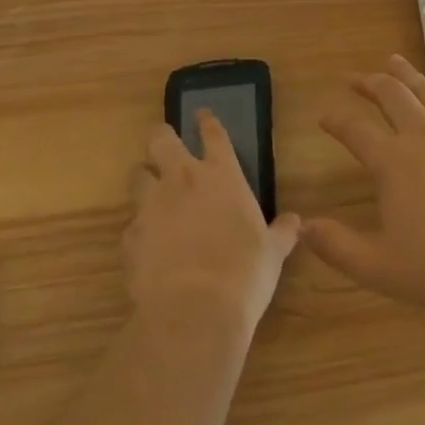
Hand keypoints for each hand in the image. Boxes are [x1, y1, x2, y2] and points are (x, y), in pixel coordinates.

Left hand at [126, 113, 300, 333]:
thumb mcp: (273, 252)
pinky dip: (138, 230)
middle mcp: (183, 180)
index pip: (213, 134)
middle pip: (161, 140)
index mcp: (222, 175)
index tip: (201, 114)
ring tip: (149, 190)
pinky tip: (146, 245)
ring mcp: (151, 206)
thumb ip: (281, 233)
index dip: (206, 121)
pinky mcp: (130, 237)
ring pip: (137, 175)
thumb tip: (295, 222)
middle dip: (162, 137)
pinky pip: (130, 224)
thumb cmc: (245, 273)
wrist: (194, 311)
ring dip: (143, 179)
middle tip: (165, 144)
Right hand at [303, 55, 424, 312]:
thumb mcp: (380, 267)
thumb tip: (302, 227)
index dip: (336, 120)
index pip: (355, 131)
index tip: (324, 115)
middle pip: (391, 97)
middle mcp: (422, 135)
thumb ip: (338, 247)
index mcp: (392, 162)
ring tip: (392, 60)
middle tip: (356, 79)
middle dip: (370, 84)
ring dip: (406, 74)